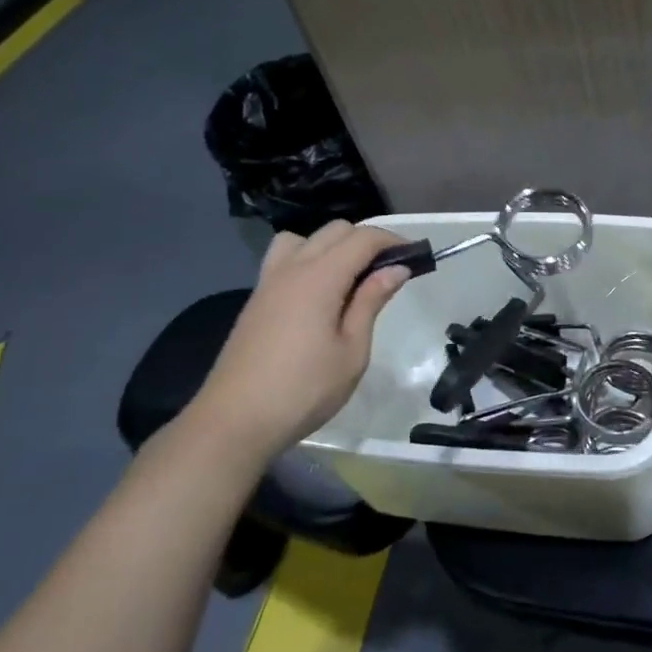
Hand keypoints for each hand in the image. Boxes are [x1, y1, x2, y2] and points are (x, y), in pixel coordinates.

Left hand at [186, 221, 410, 462]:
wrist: (235, 420)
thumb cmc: (304, 389)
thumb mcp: (352, 351)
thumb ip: (371, 302)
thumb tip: (395, 269)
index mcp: (319, 277)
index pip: (362, 238)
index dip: (393, 241)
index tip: (416, 258)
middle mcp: (292, 268)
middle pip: (335, 231)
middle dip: (367, 241)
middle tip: (390, 272)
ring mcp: (269, 282)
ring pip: (305, 239)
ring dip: (334, 246)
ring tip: (351, 279)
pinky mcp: (257, 299)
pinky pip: (285, 259)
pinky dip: (310, 260)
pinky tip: (321, 296)